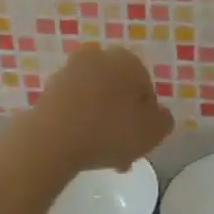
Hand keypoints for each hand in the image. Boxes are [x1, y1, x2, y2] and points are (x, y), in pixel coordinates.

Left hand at [30, 47, 174, 172]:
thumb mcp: (154, 131)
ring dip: (101, 123)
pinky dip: (79, 123)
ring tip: (100, 156)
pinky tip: (80, 148)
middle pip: (119, 93)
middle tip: (122, 152)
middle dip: (122, 120)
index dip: (146, 117)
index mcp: (128, 60)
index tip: (141, 141)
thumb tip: (157, 114)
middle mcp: (99, 57)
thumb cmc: (110, 131)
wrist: (52, 139)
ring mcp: (70, 71)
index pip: (146, 90)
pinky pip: (74, 107)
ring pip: (96, 100)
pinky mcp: (49, 88)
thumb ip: (164, 120)